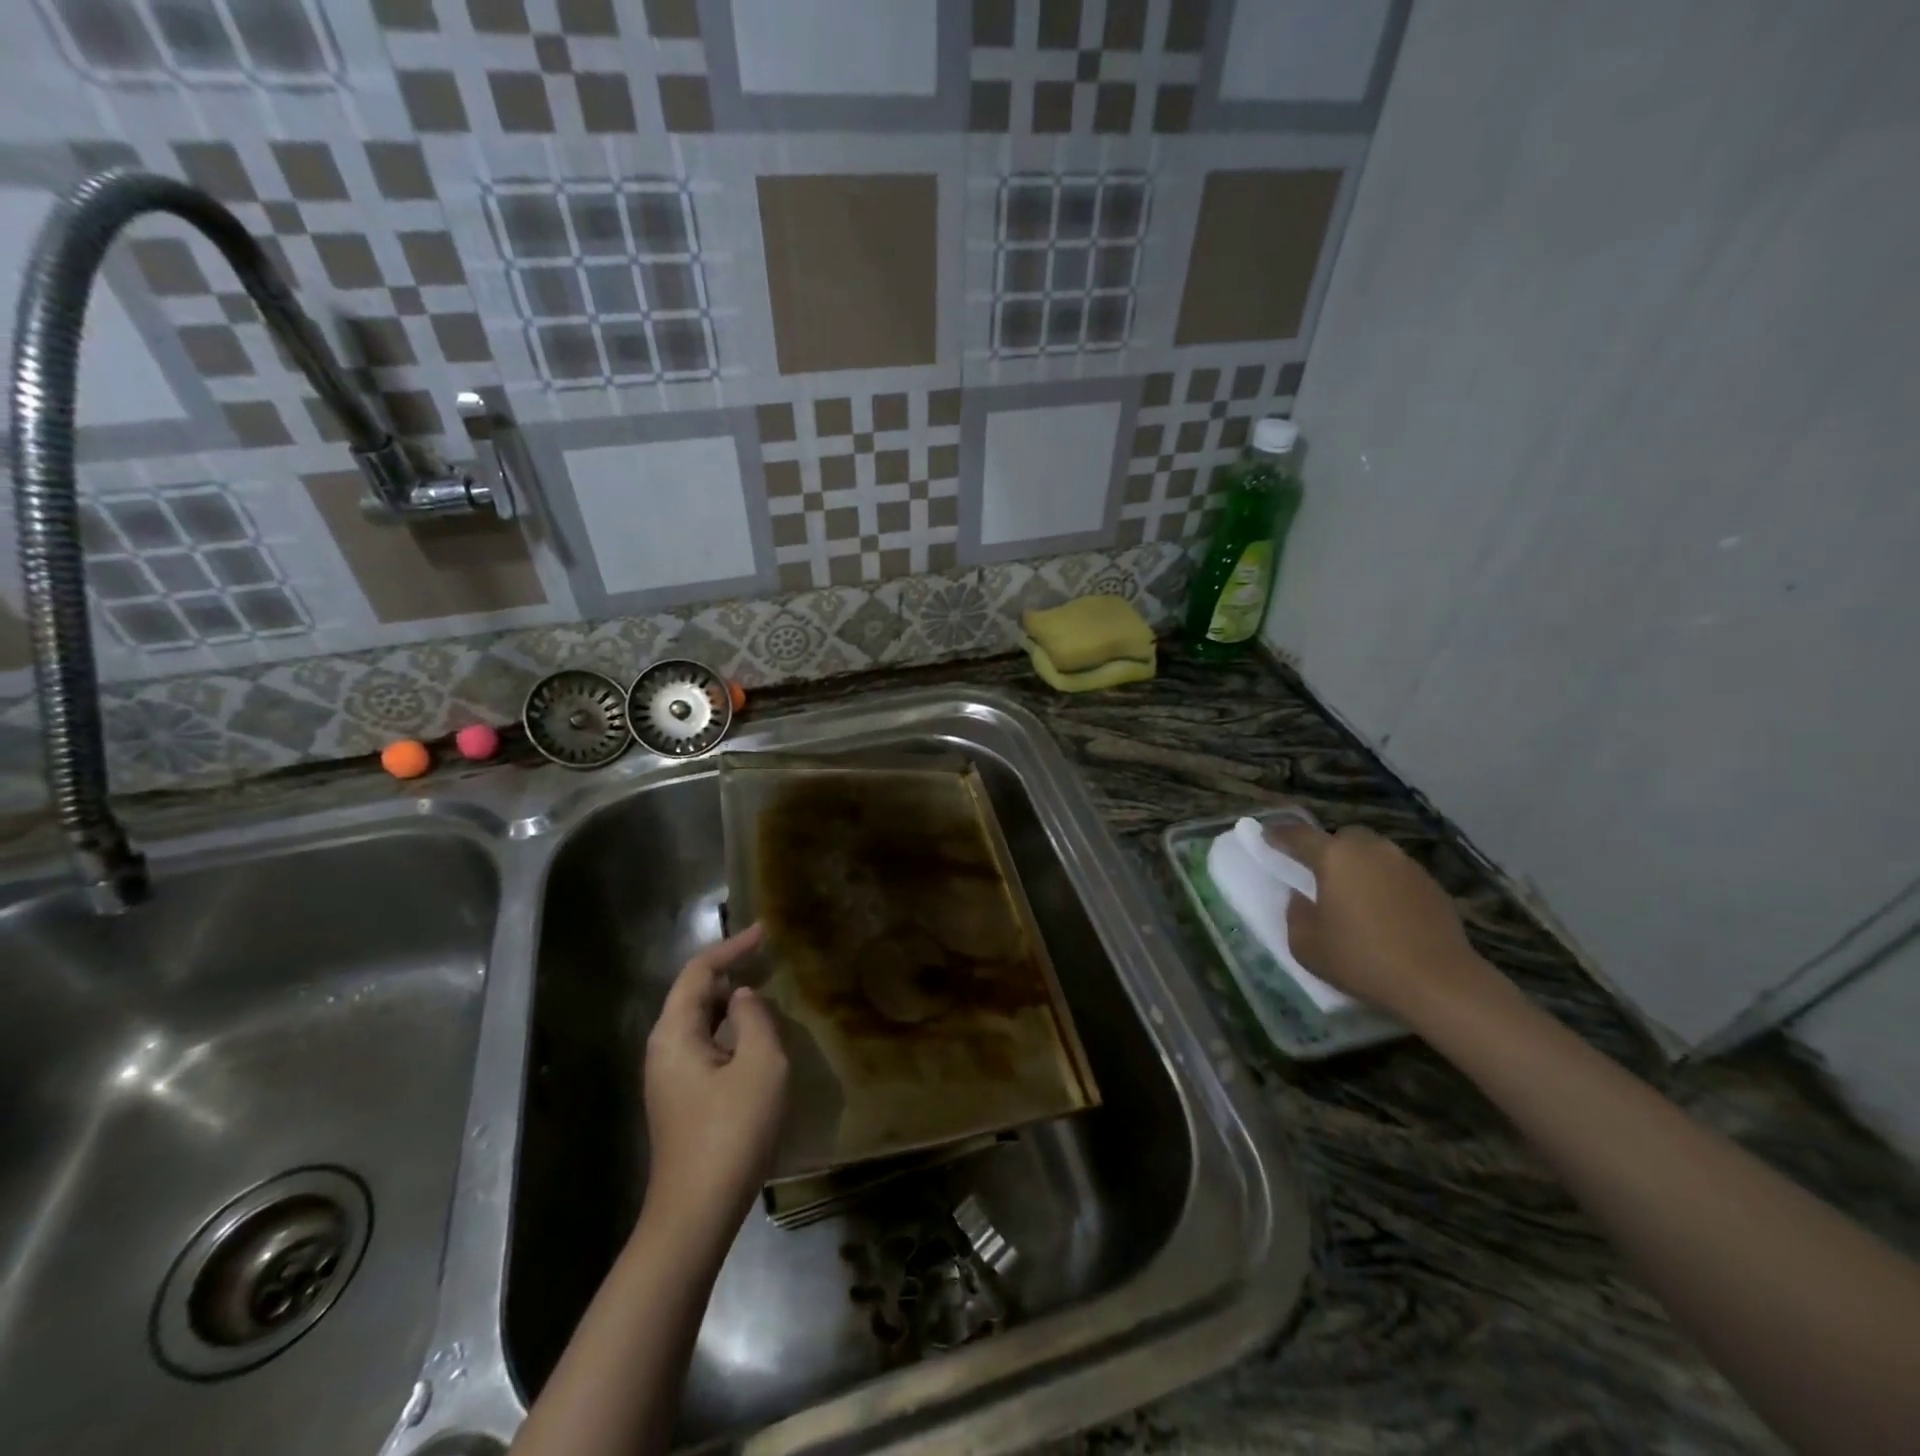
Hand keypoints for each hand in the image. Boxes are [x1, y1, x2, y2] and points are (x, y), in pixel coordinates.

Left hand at [642, 924, 788, 1237]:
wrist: (696, 1213)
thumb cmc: (731, 1132)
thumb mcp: (759, 1065)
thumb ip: (754, 1019)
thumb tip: (743, 998)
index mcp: (674, 1034)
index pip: (699, 972)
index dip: (732, 948)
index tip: (764, 931)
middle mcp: (663, 1049)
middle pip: (694, 995)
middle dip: (730, 972)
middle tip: (769, 959)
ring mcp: (669, 1077)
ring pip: (700, 1023)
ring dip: (731, 1004)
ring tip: (767, 993)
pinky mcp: (681, 1100)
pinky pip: (706, 1047)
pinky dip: (730, 1031)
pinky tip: (756, 1040)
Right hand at [1266, 820, 1496, 1021]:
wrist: (1438, 981)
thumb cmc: (1361, 958)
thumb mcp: (1306, 944)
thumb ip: (1295, 914)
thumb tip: (1301, 898)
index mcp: (1334, 857)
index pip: (1298, 836)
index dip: (1278, 835)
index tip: (1266, 836)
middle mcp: (1371, 850)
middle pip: (1343, 837)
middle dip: (1328, 848)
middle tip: (1319, 873)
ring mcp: (1406, 865)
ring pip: (1374, 853)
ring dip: (1360, 866)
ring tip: (1354, 895)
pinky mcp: (1432, 886)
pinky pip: (1398, 875)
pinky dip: (1386, 885)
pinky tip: (1385, 913)